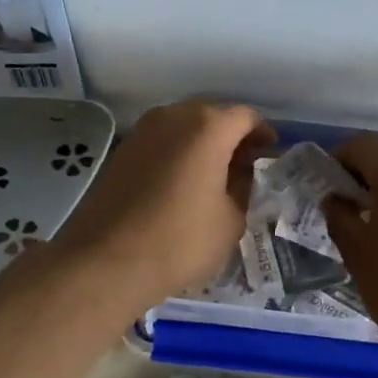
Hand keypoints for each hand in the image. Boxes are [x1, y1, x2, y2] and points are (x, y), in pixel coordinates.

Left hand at [50, 100, 274, 308]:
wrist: (107, 261)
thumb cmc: (180, 240)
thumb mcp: (231, 220)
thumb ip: (244, 189)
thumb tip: (241, 176)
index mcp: (207, 127)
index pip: (246, 117)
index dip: (263, 134)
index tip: (270, 155)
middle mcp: (173, 117)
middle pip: (213, 117)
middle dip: (233, 138)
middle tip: (245, 168)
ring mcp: (142, 131)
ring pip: (184, 128)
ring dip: (203, 146)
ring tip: (215, 179)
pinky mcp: (122, 151)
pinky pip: (162, 143)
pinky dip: (179, 155)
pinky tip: (183, 185)